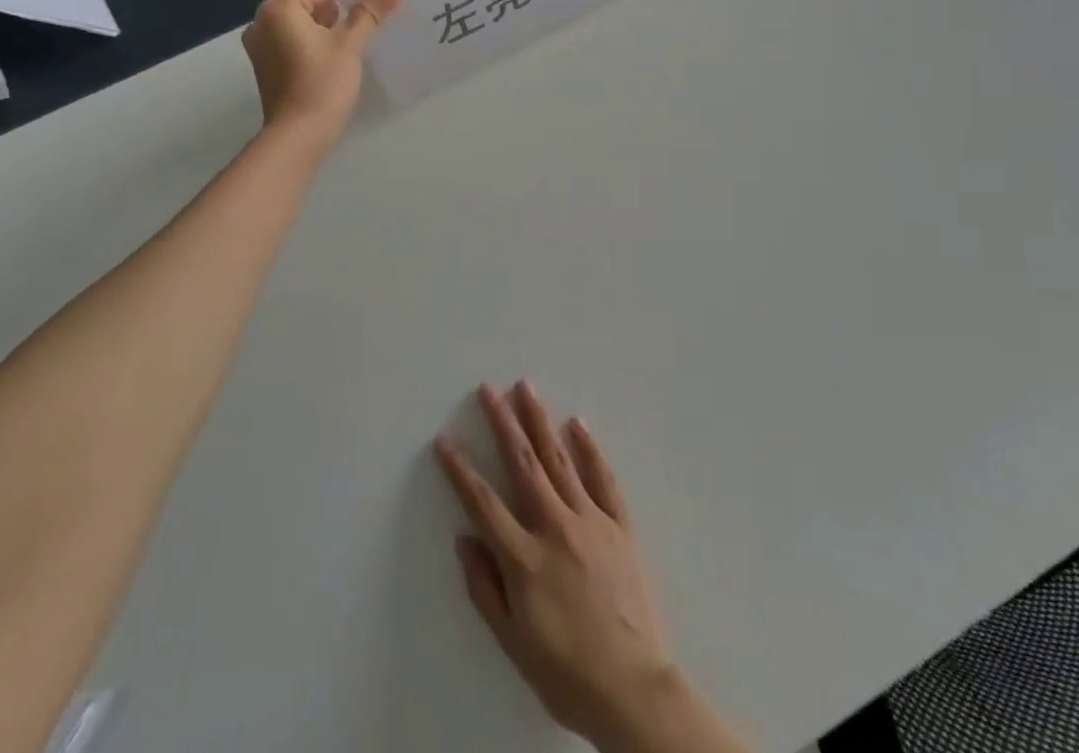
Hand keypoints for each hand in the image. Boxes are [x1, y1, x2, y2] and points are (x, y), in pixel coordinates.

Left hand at [242, 0, 400, 146]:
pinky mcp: (269, 61)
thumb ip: (369, 13)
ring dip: (333, 13)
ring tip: (365, 10)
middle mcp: (264, 20)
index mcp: (280, 9)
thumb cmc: (323, 84)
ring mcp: (263, 42)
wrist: (298, 136)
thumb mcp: (350, 44)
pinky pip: (297, 34)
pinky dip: (320, 30)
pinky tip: (344, 33)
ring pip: (304, 16)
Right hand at [436, 384, 745, 752]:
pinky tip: (578, 424)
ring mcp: (591, 520)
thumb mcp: (513, 643)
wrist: (633, 689)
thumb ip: (485, 588)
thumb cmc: (566, 673)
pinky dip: (589, 449)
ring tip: (526, 388)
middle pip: (523, 464)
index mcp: (524, 557)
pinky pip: (603, 478)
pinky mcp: (620, 525)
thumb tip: (465, 539)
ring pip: (560, 459)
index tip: (444, 441)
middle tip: (489, 389)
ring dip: (540, 421)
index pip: (483, 502)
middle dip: (503, 423)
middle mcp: (555, 526)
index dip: (460, 470)